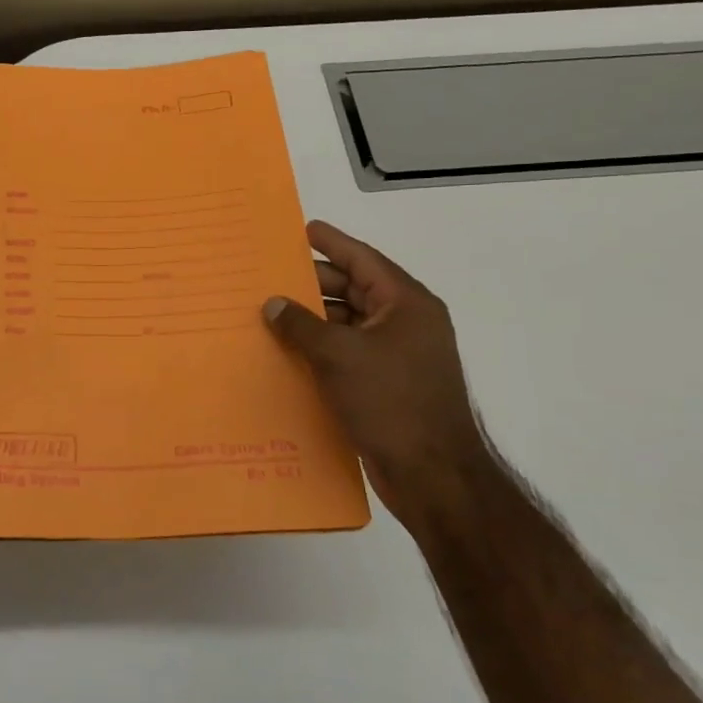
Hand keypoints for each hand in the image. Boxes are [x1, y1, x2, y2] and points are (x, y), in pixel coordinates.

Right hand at [263, 221, 492, 536]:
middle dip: (314, 282)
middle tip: (271, 274)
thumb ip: (301, 324)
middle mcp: (406, 323)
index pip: (364, 260)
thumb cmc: (390, 401)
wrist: (432, 474)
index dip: (332, 243)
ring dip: (314, 318)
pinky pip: (348, 353)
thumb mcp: (338, 355)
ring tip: (271, 312)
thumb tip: (273, 304)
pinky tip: (288, 351)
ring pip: (349, 323)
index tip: (303, 229)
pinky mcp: (387, 384)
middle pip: (355, 290)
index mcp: (406, 304)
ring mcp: (398, 355)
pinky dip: (321, 348)